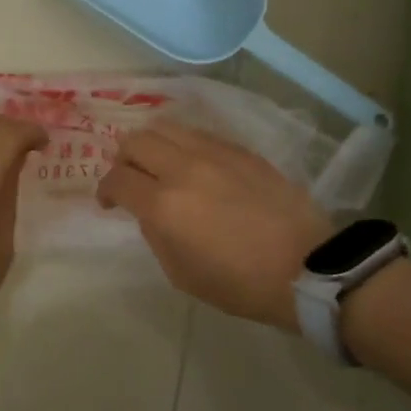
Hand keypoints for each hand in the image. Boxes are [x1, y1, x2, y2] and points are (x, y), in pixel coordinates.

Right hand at [97, 121, 333, 329]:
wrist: (306, 267)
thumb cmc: (240, 283)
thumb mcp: (182, 273)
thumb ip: (155, 234)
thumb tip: (149, 210)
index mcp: (164, 205)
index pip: (117, 179)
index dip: (105, 190)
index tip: (109, 203)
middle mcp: (183, 168)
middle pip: (135, 141)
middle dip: (123, 159)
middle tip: (131, 179)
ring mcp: (214, 153)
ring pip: (166, 127)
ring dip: (153, 145)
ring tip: (161, 165)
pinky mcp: (240, 149)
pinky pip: (199, 134)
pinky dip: (184, 145)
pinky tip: (195, 166)